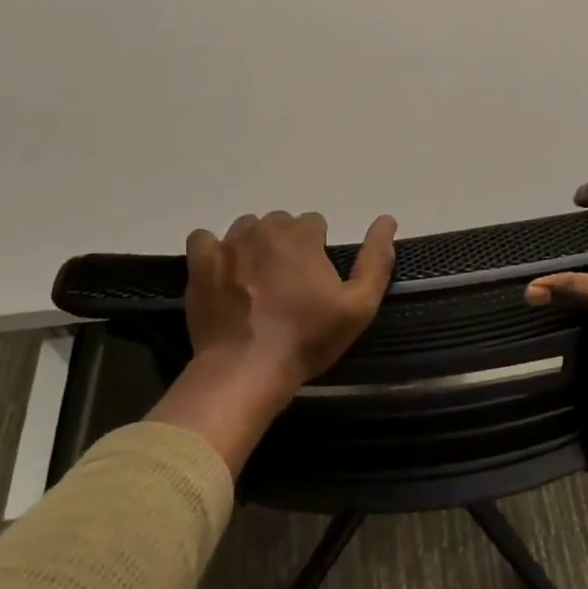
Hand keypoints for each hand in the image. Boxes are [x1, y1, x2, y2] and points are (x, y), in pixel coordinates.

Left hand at [186, 210, 397, 381]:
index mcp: (302, 235)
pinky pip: (204, 239)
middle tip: (288, 283)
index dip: (317, 249)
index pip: (314, 223)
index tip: (315, 280)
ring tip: (256, 281)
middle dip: (286, 245)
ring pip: (245, 228)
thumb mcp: (359, 306)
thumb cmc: (307, 338)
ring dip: (253, 246)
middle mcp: (264, 229)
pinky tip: (223, 272)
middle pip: (280, 223)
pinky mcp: (200, 264)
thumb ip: (376, 260)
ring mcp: (228, 244)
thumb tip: (387, 220)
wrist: (246, 369)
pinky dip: (214, 250)